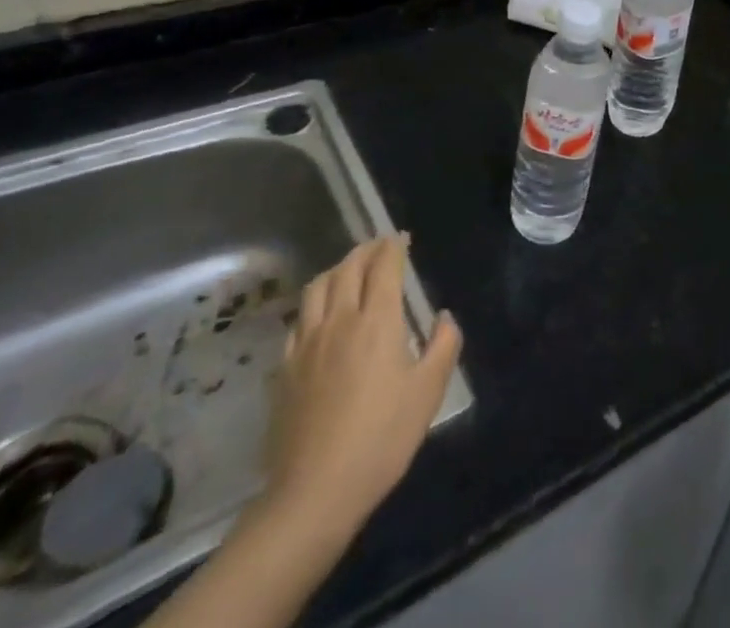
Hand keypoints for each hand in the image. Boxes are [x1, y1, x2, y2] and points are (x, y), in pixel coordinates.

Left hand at [259, 235, 462, 550]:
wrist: (314, 492)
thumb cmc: (381, 439)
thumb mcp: (428, 393)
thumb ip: (443, 345)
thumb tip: (444, 316)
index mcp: (377, 321)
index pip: (384, 266)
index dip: (393, 246)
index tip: (402, 238)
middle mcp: (340, 320)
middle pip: (348, 268)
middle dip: (366, 250)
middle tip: (380, 247)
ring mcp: (307, 344)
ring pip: (318, 287)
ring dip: (337, 269)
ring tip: (349, 270)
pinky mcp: (285, 369)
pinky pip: (299, 319)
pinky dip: (314, 303)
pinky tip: (320, 315)